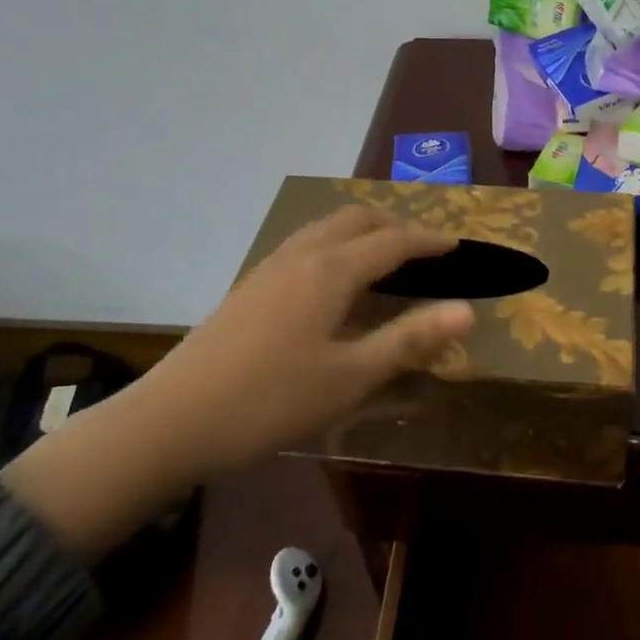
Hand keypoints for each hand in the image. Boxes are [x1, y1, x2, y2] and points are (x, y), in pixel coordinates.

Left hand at [0, 206, 471, 558]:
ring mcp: (271, 266)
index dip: (430, 240)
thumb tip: (467, 309)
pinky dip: (337, 243)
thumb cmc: (271, 400)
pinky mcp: (251, 283)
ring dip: (364, 230)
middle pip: (358, 219)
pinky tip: (335, 278)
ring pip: (327, 227)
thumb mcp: (350, 377)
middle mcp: (303, 254)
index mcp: (332, 270)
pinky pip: (307, 242)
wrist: (173, 419)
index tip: (459, 244)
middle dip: (397, 225)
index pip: (394, 241)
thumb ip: (409, 339)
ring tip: (386, 256)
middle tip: (426, 249)